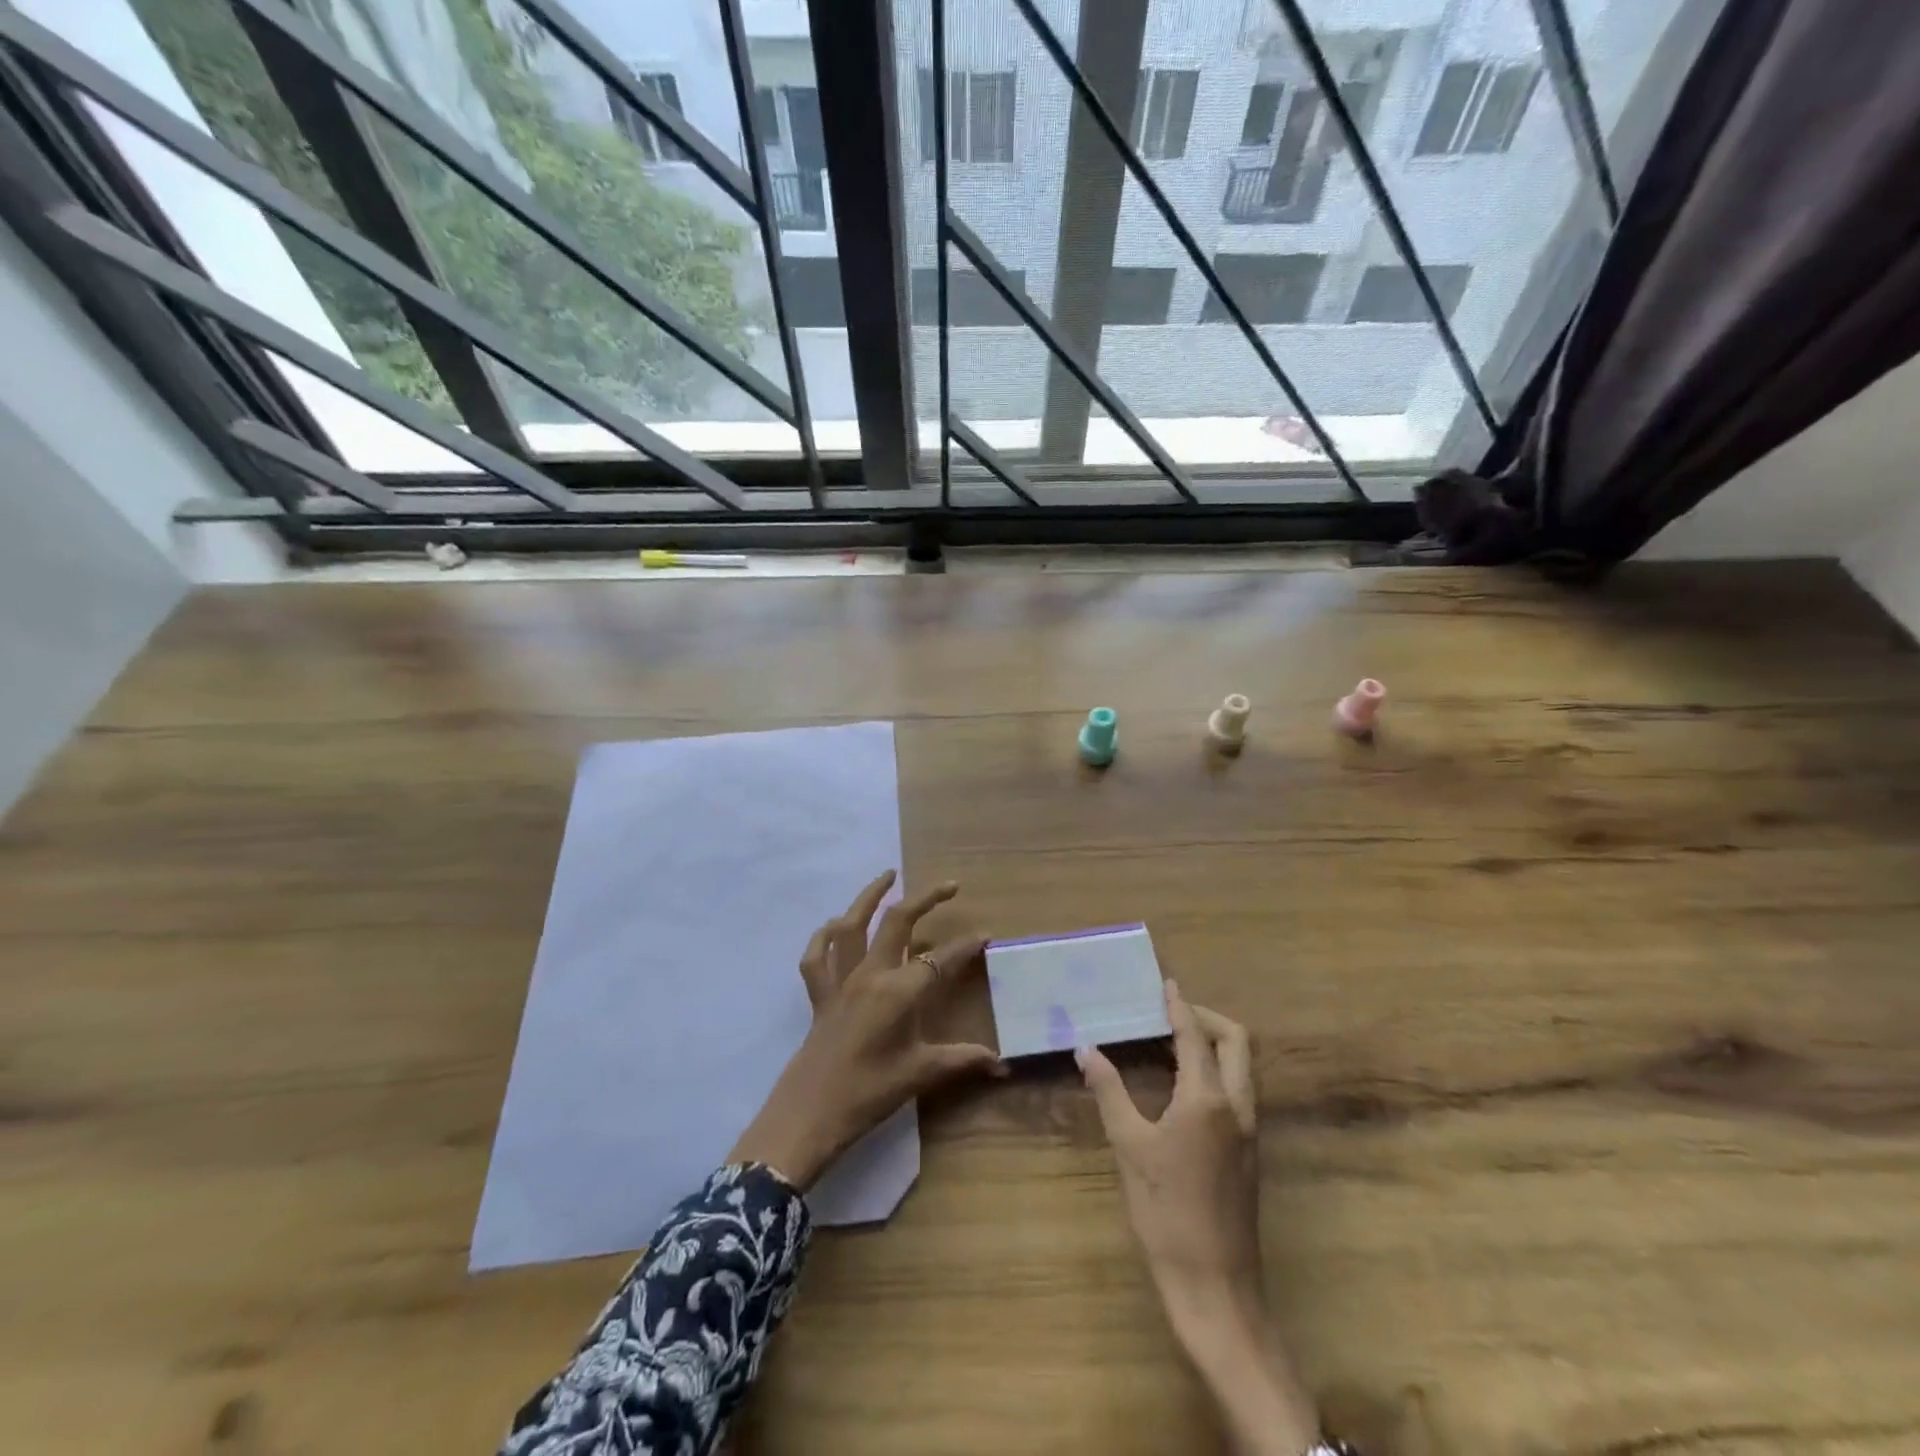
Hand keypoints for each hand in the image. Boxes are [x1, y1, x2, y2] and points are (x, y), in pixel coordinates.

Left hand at [729, 871, 1003, 1189]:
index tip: (985, 936)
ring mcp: (840, 981)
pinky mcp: (819, 994)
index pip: (941, 960)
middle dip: (925, 899)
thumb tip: (1003, 1066)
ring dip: (869, 896)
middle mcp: (870, 974)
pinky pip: (816, 956)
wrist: (810, 1114)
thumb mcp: (921, 1074)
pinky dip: (823, 936)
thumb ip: (963, 1061)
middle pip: (898, 922)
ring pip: (852, 925)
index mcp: (899, 991)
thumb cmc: (870, 1093)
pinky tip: (834, 925)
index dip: (965, 947)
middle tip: (949, 886)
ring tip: (888, 875)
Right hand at [1078, 982, 1260, 1312]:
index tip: (1165, 984)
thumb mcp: (1129, 1147)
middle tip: (1170, 1013)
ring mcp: (1250, 1129)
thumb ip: (1109, 1091)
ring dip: (1214, 1043)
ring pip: (1242, 1065)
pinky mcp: (1250, 1150)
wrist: (1215, 1286)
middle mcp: (1238, 1106)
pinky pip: (1239, 1089)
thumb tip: (1085, 1049)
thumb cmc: (1166, 1213)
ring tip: (1171, 1041)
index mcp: (1207, 1099)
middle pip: (1237, 1041)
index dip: (1179, 1006)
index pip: (1195, 1035)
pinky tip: (1182, 1083)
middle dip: (1206, 1018)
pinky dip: (1216, 1069)